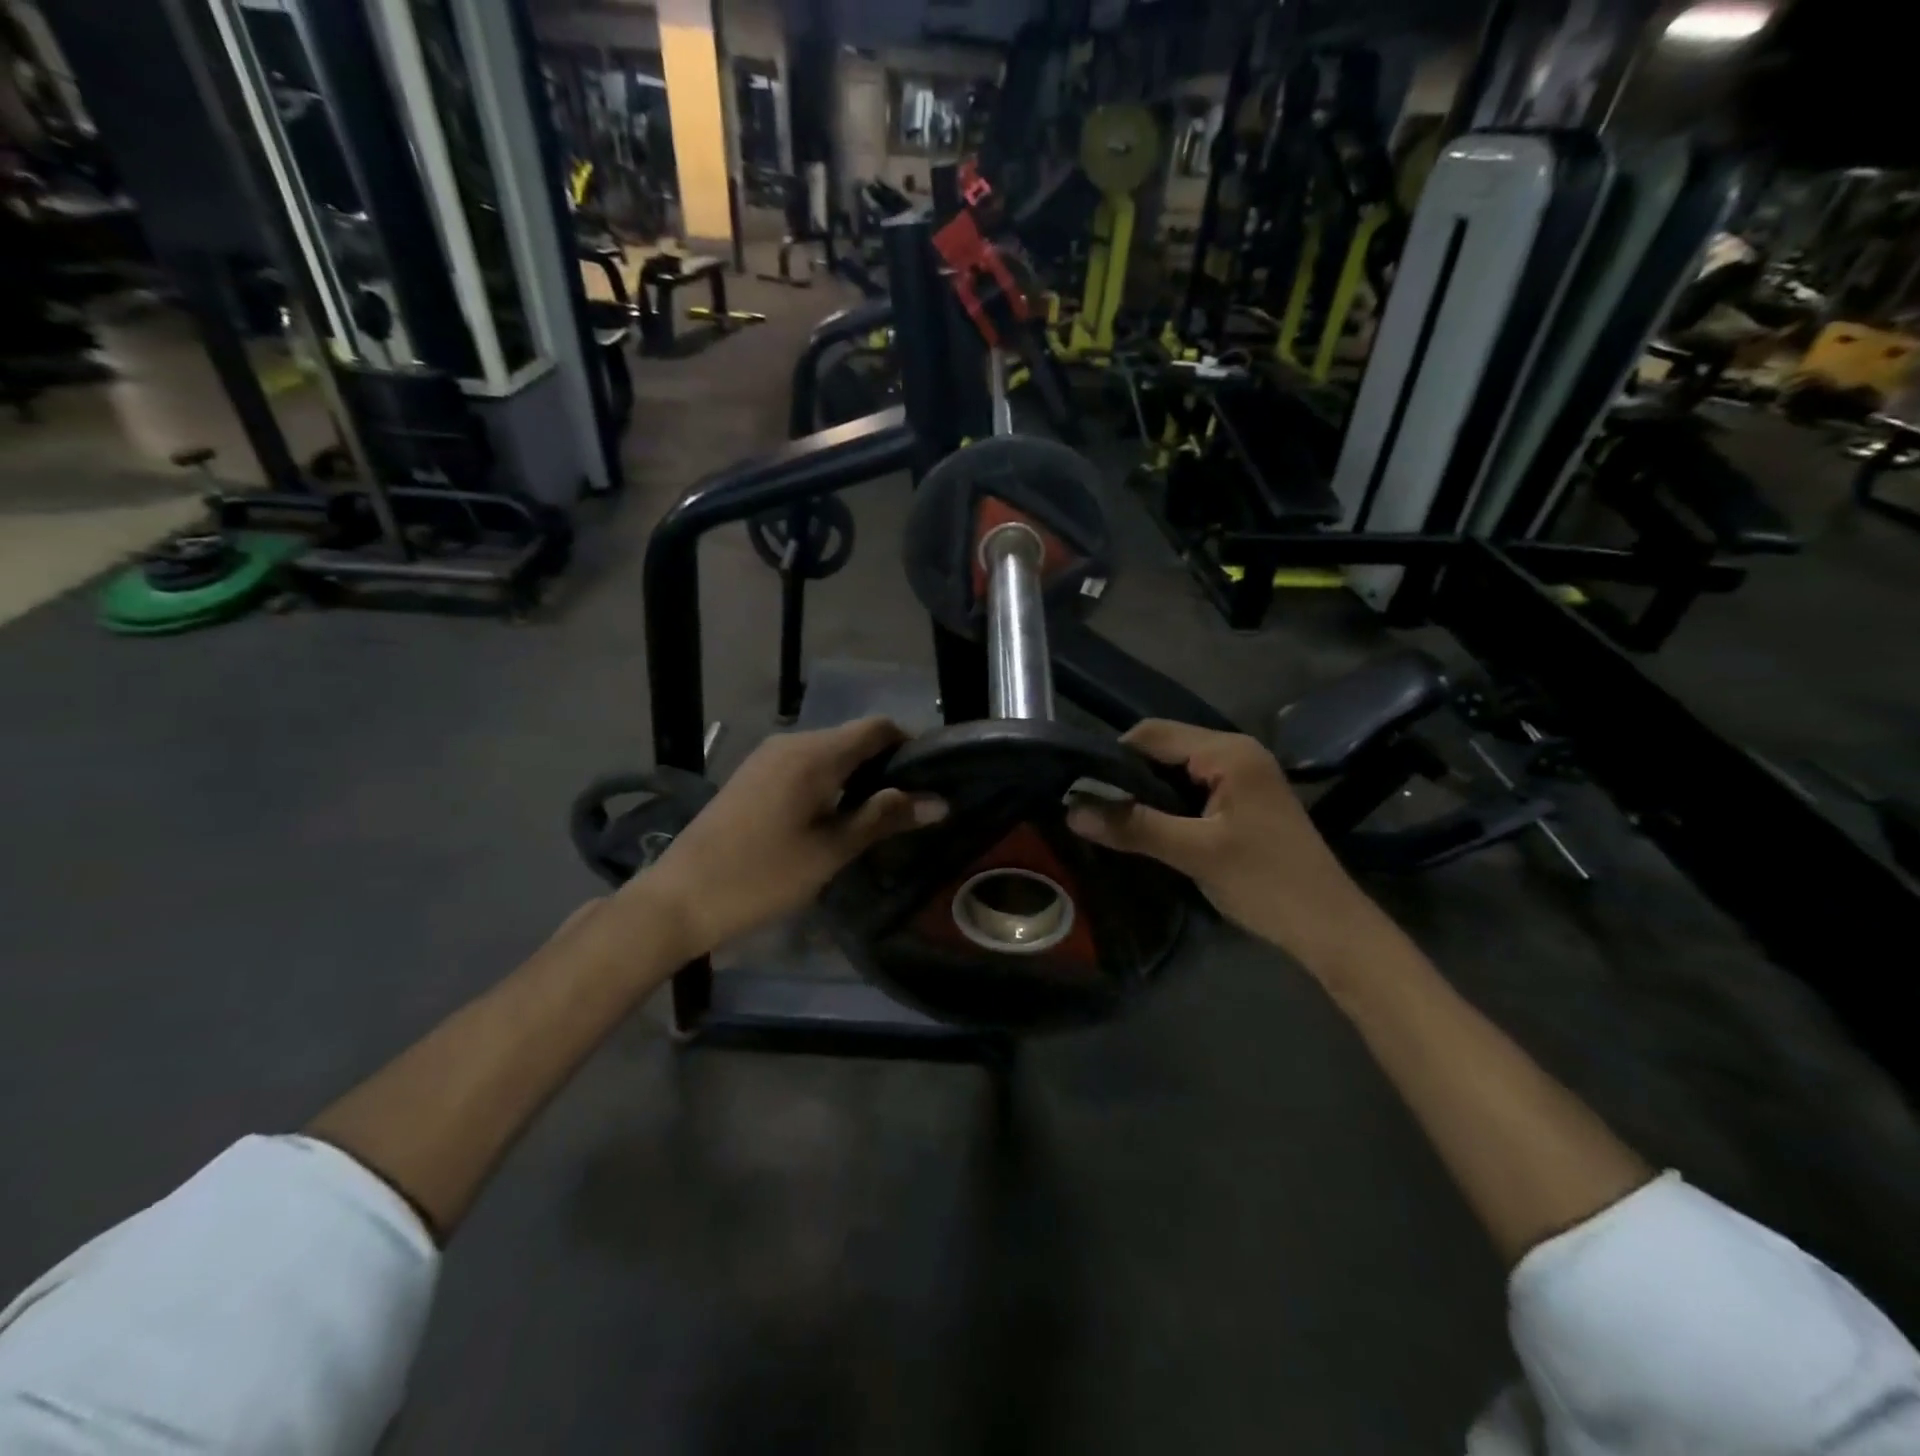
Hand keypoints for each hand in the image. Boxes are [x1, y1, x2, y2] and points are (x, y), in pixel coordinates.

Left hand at [628, 717, 945, 959]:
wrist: (679, 898)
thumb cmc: (761, 876)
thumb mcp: (831, 851)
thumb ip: (884, 819)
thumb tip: (939, 801)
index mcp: (814, 754)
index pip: (878, 728)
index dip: (910, 746)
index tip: (932, 779)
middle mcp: (791, 743)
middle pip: (854, 738)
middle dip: (886, 765)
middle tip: (911, 807)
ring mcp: (767, 757)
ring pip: (830, 753)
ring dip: (858, 776)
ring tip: (878, 817)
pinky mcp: (753, 775)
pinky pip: (806, 765)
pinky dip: (831, 782)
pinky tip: (835, 817)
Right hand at [1066, 720, 1385, 972]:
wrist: (1330, 928)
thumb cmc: (1266, 882)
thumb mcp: (1194, 853)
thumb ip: (1134, 827)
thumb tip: (1072, 811)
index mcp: (1228, 752)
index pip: (1153, 734)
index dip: (1113, 756)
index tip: (1081, 788)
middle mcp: (1236, 752)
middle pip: (1164, 748)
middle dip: (1127, 775)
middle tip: (1091, 806)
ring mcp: (1243, 776)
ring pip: (1176, 771)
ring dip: (1146, 791)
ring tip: (1112, 818)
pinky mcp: (1244, 800)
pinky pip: (1192, 789)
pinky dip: (1167, 803)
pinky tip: (1148, 827)